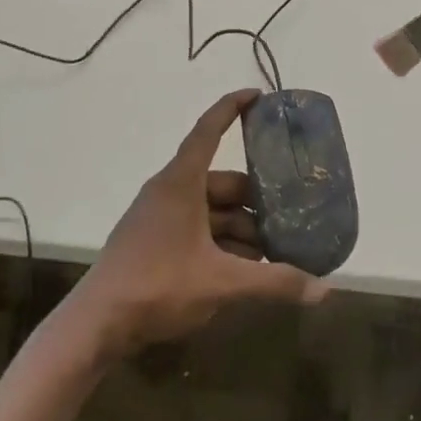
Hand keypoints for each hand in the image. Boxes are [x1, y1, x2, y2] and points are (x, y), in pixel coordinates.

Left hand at [69, 90, 327, 358]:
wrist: (96, 326)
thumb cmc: (158, 286)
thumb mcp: (223, 283)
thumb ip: (274, 282)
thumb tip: (325, 290)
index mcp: (181, 183)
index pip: (208, 131)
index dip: (232, 108)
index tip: (257, 94)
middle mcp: (169, 192)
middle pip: (221, 183)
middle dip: (256, 201)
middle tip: (289, 215)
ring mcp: (158, 218)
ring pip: (211, 211)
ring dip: (242, 228)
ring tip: (274, 253)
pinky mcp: (154, 243)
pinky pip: (197, 230)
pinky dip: (222, 243)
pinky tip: (245, 270)